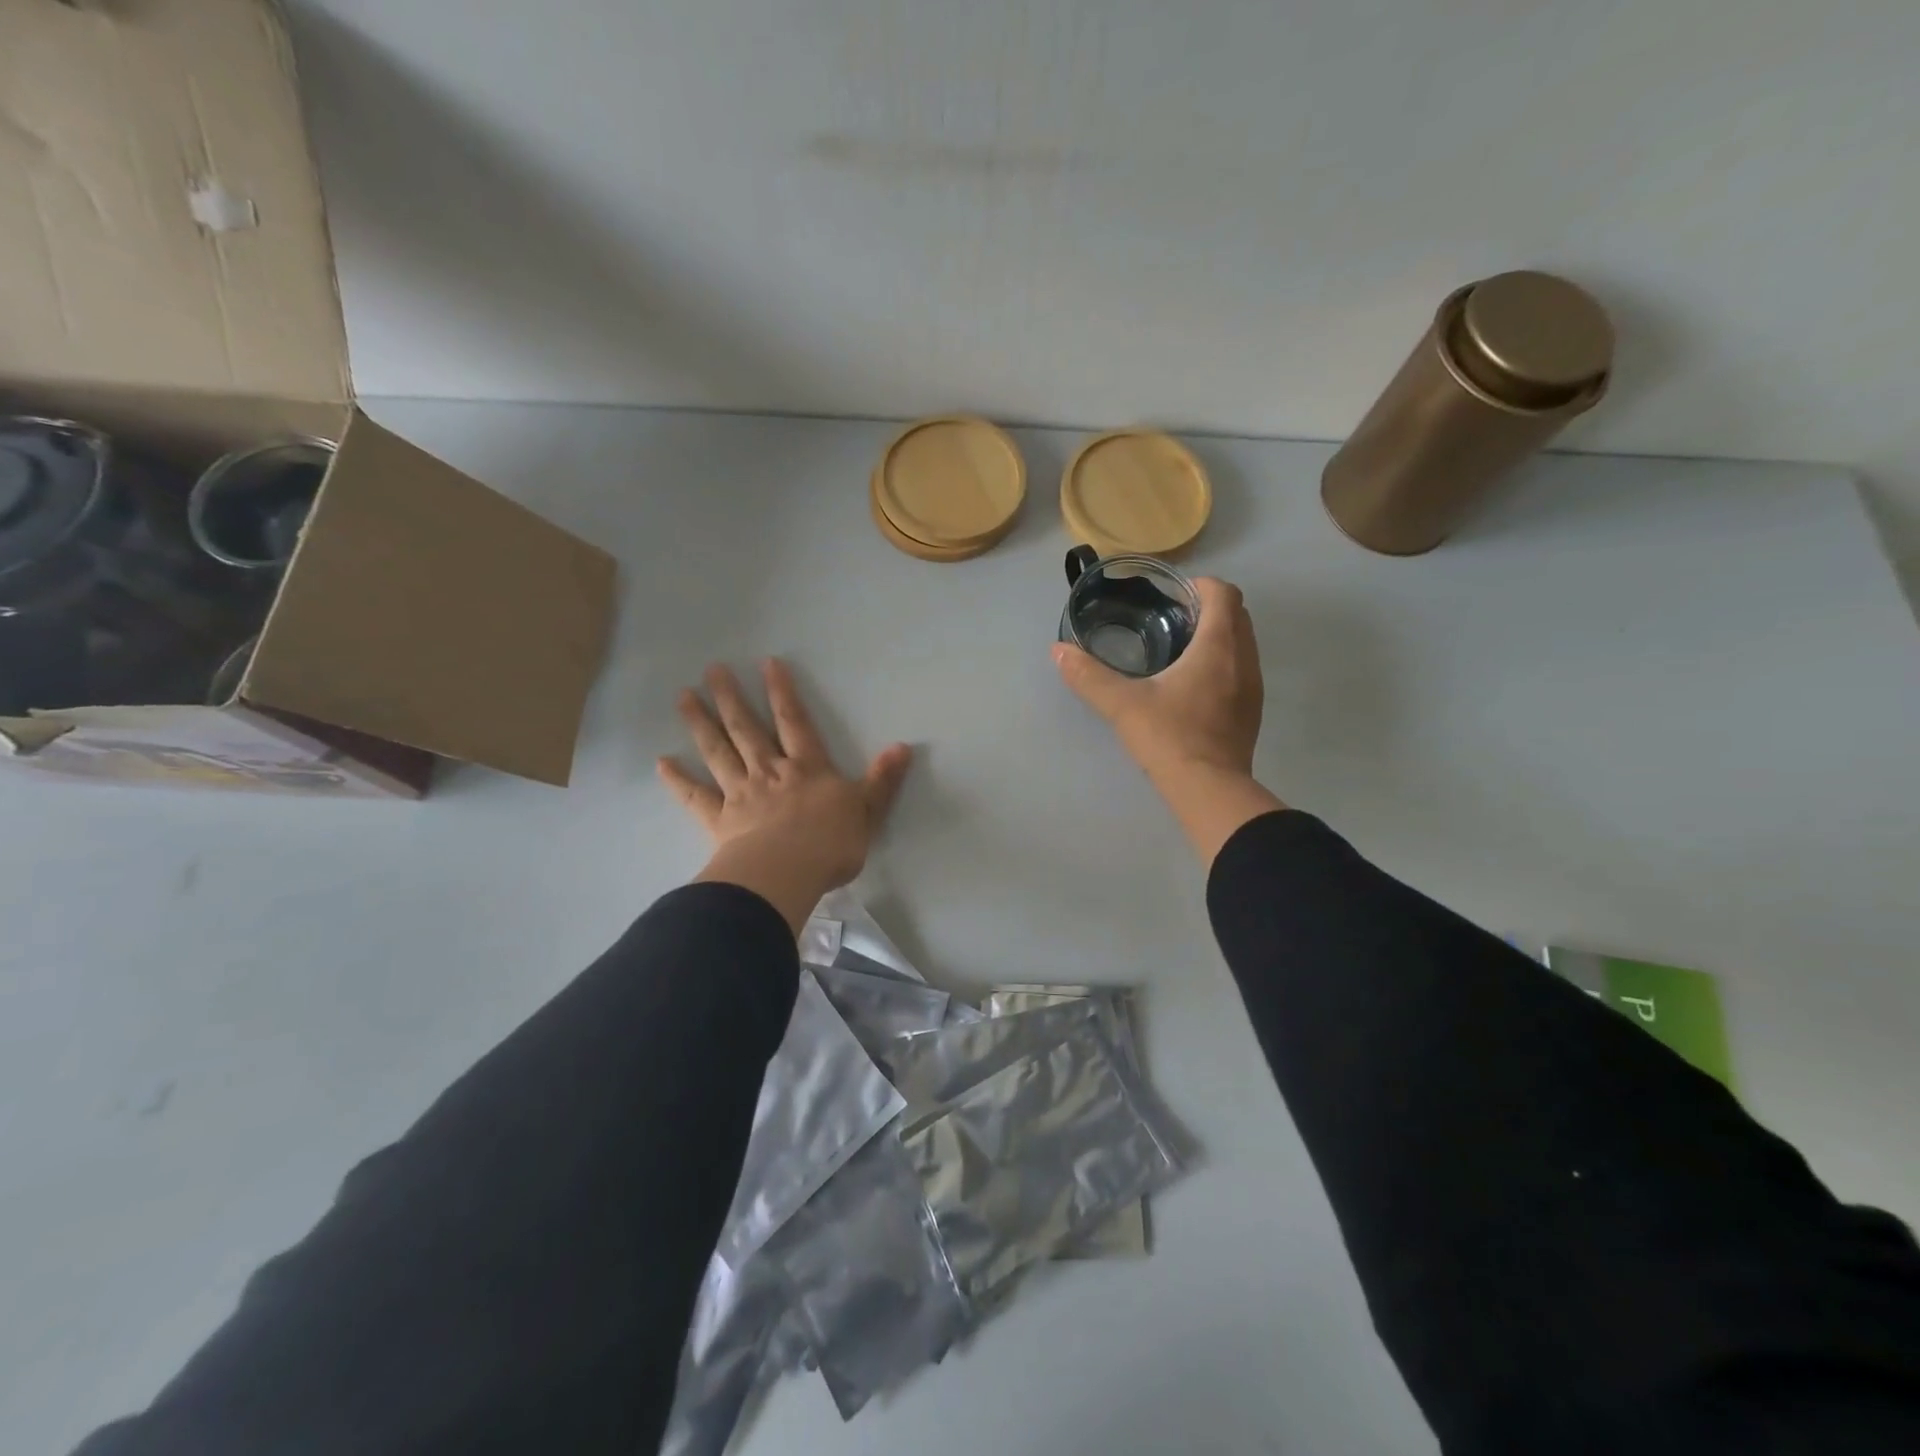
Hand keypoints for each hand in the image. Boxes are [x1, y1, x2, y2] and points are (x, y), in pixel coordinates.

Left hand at [659, 660, 912, 932]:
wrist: (787, 873)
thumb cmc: (831, 843)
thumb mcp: (867, 810)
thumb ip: (882, 780)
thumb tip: (903, 747)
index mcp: (807, 768)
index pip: (794, 722)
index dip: (782, 692)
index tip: (766, 664)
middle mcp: (770, 772)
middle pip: (747, 729)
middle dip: (731, 698)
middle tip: (712, 670)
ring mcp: (741, 794)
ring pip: (718, 752)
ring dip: (701, 724)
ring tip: (684, 697)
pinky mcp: (719, 820)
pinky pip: (695, 797)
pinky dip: (678, 780)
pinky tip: (662, 763)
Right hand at [1053, 577, 1284, 862]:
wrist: (1209, 789)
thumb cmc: (1169, 737)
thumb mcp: (1122, 704)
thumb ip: (1088, 675)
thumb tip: (1059, 651)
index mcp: (1218, 645)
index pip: (1223, 593)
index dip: (1199, 585)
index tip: (1171, 596)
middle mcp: (1244, 658)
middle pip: (1237, 614)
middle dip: (1208, 608)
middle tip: (1170, 619)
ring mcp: (1253, 686)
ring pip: (1243, 642)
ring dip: (1218, 636)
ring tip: (1179, 650)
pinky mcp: (1251, 711)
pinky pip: (1242, 669)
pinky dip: (1223, 662)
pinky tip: (1192, 685)